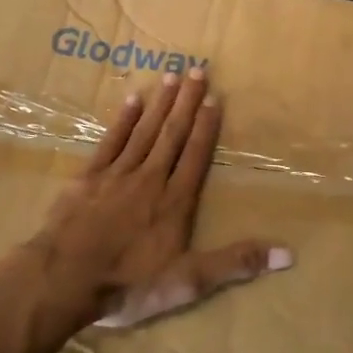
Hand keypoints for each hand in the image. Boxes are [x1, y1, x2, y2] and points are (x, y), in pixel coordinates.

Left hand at [32, 67, 291, 329]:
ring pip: (144, 131)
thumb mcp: (189, 281)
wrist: (64, 280)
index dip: (207, 126)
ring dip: (160, 103)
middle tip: (197, 69)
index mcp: (175, 201)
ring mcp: (116, 174)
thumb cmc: (129, 283)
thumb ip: (236, 263)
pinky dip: (122, 120)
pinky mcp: (87, 178)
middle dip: (187, 102)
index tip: (215, 97)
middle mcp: (150, 178)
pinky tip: (132, 99)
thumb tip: (287, 254)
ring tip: (171, 75)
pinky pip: (110, 141)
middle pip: (172, 134)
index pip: (196, 155)